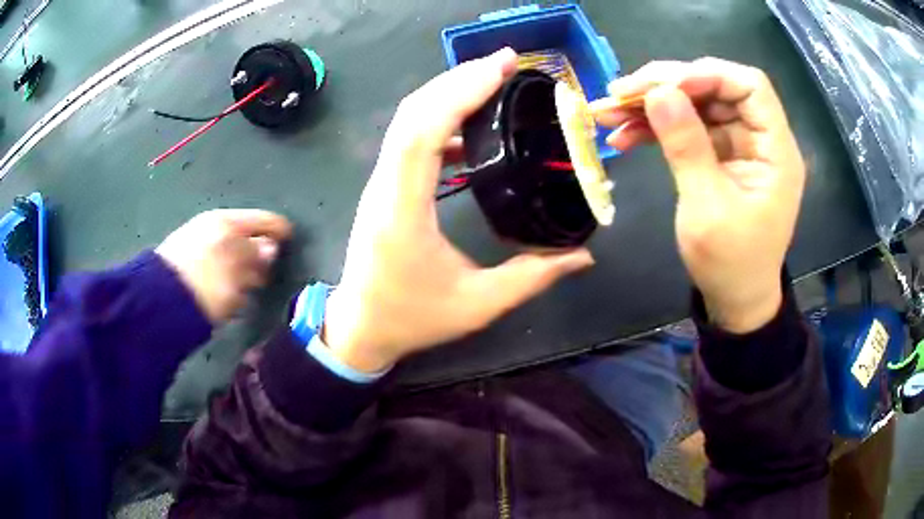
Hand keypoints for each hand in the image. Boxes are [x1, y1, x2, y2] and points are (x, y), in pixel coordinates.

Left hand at [156, 209, 291, 323]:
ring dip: (243, 268)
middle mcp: (211, 229)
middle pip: (245, 236)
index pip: (260, 219)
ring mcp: (198, 247)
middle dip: (260, 251)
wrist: (161, 300)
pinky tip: (231, 293)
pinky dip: (228, 278)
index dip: (277, 228)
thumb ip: (257, 255)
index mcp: (225, 222)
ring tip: (252, 286)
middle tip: (270, 269)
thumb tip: (271, 248)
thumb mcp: (237, 266)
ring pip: (230, 253)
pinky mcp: (188, 268)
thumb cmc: (206, 280)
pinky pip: (218, 268)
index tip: (291, 238)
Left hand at [323, 48, 594, 372]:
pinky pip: (410, 138)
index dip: (460, 92)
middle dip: (459, 78)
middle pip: (414, 112)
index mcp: (403, 211)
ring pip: (408, 120)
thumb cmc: (412, 318)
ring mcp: (381, 183)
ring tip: (492, 78)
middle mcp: (385, 186)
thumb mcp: (478, 304)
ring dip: (448, 91)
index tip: (501, 68)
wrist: (360, 326)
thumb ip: (532, 277)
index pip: (423, 133)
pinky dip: (440, 118)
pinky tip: (470, 122)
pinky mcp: (386, 186)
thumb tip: (582, 257)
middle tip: (506, 62)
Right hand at [592, 58, 804, 332]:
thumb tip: (658, 92)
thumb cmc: (730, 263)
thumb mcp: (707, 208)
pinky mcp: (719, 155)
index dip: (707, 75)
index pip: (748, 86)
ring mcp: (738, 145)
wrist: (733, 299)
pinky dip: (655, 128)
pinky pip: (687, 128)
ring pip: (695, 105)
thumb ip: (686, 146)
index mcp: (775, 150)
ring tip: (608, 112)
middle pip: (716, 89)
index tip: (663, 85)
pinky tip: (623, 136)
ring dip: (652, 105)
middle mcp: (759, 138)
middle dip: (667, 86)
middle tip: (620, 92)